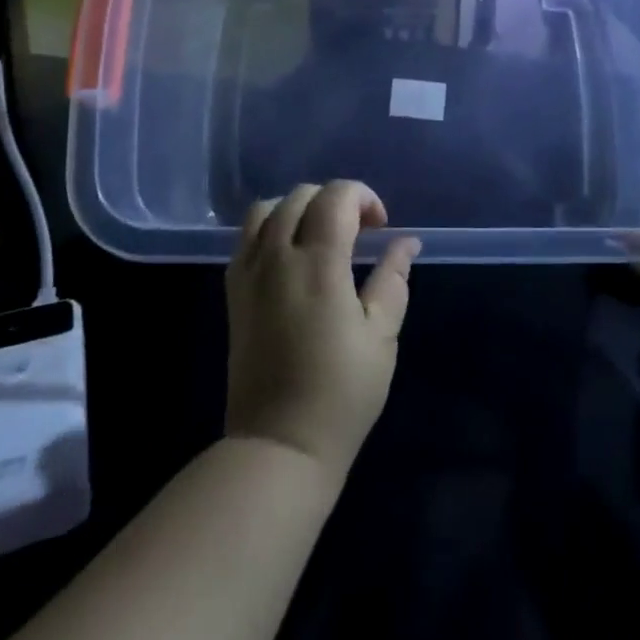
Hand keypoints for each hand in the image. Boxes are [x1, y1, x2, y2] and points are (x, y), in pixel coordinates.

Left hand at [225, 181, 421, 481]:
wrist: (279, 444)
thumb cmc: (341, 393)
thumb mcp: (382, 336)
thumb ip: (393, 279)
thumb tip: (406, 242)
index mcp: (318, 264)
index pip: (335, 196)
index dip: (363, 197)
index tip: (380, 227)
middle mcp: (277, 256)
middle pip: (301, 195)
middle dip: (335, 200)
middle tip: (359, 232)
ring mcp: (249, 273)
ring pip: (267, 209)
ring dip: (298, 208)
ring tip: (321, 236)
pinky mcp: (233, 292)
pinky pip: (246, 236)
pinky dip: (270, 227)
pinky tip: (290, 255)